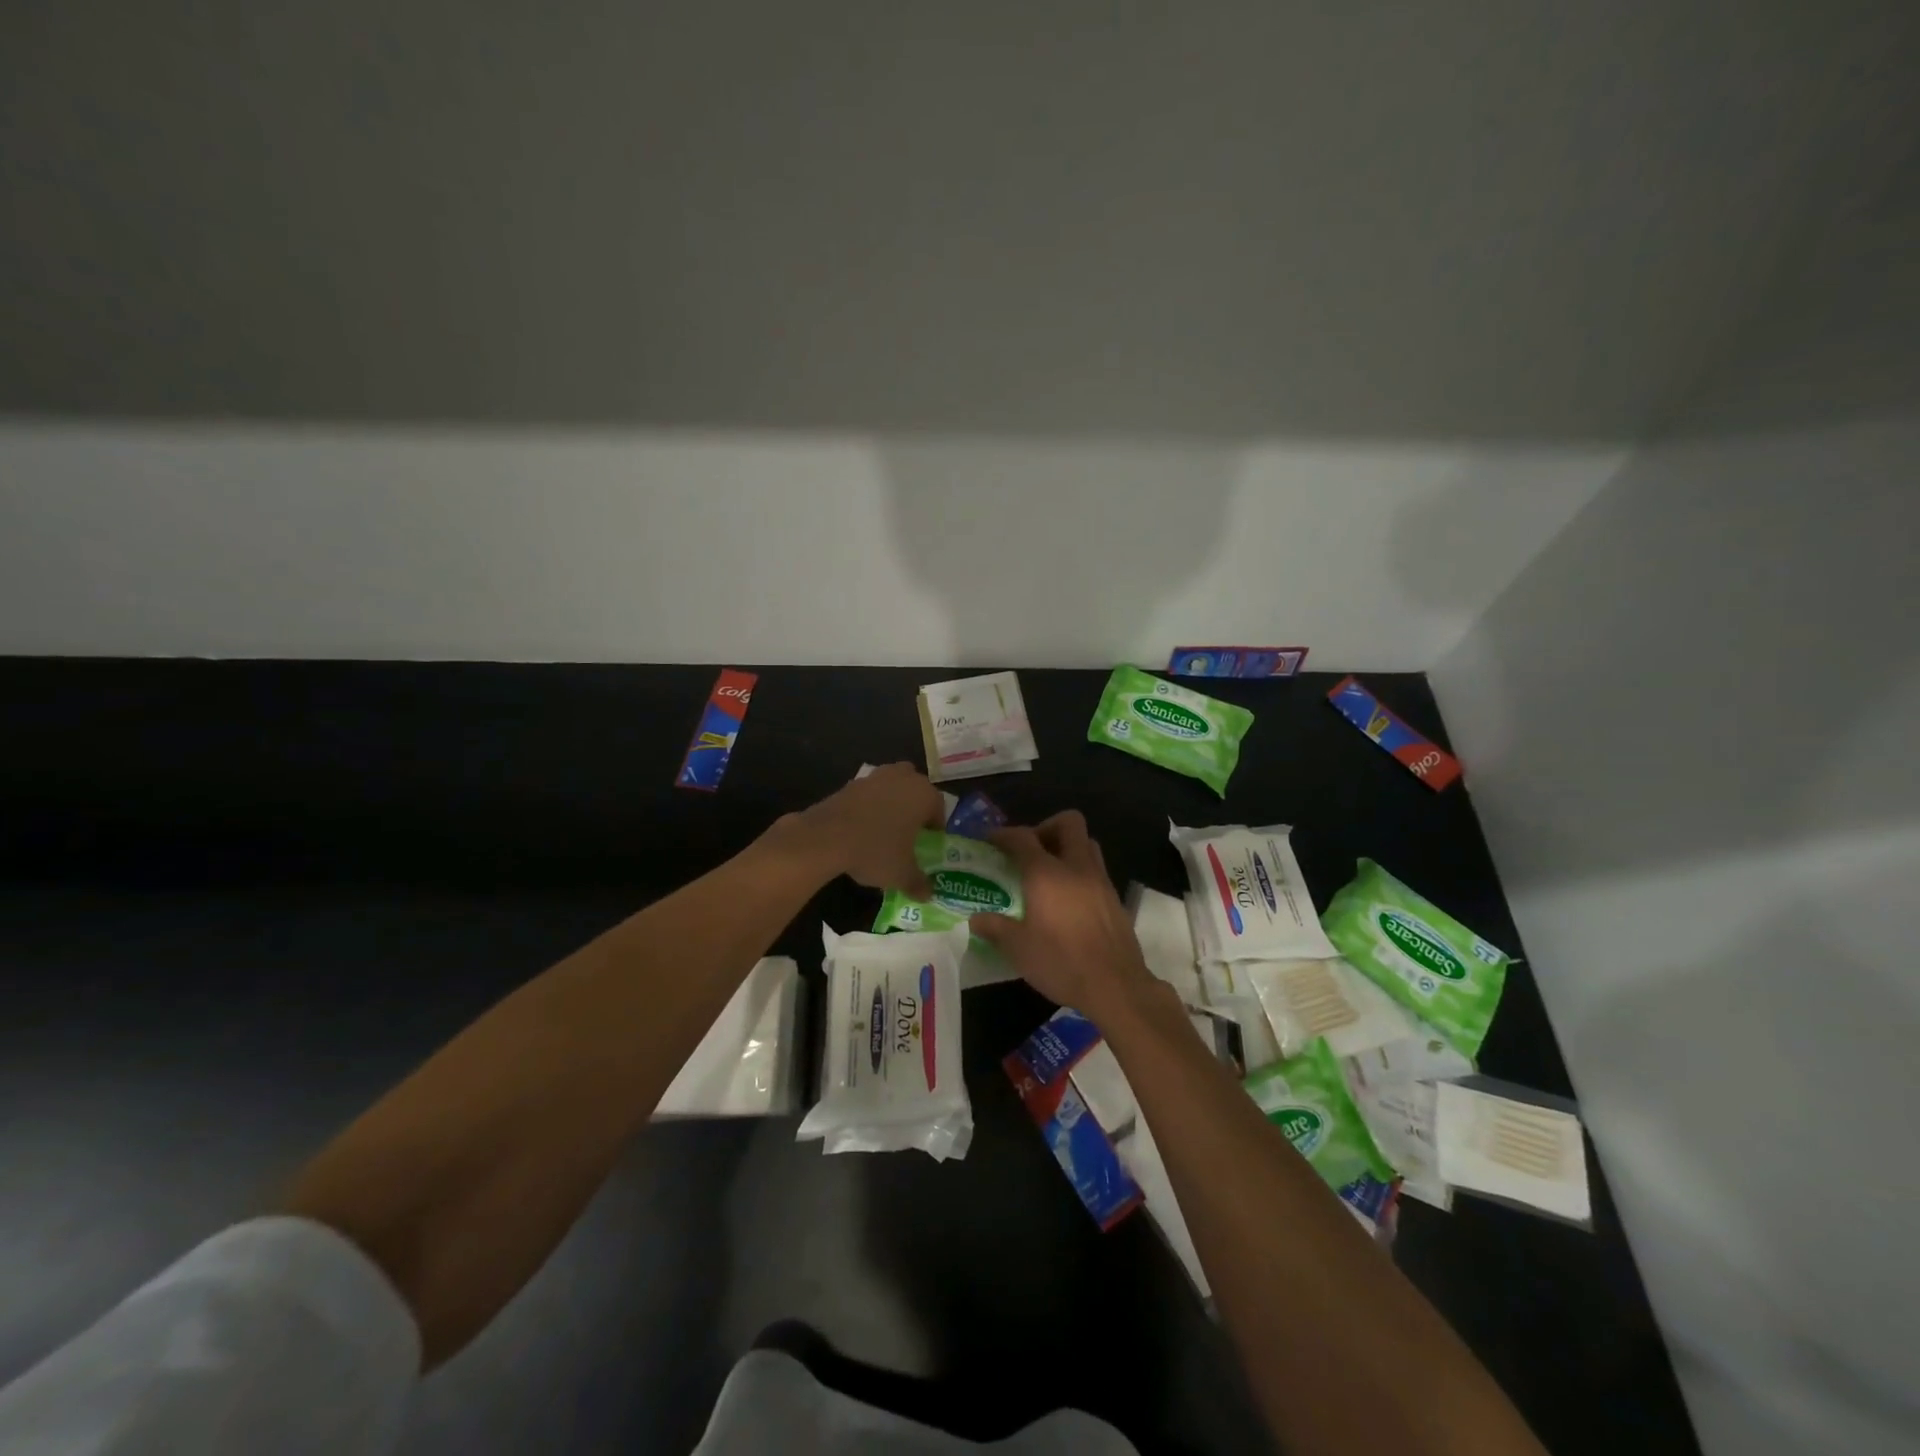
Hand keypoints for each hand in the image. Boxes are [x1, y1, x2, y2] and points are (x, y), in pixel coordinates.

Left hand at [791, 762, 945, 896]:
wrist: (826, 837)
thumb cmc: (876, 851)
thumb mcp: (901, 874)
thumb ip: (918, 883)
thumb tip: (927, 895)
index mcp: (924, 795)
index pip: (939, 807)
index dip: (936, 826)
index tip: (929, 842)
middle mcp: (903, 778)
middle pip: (916, 789)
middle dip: (915, 807)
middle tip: (910, 831)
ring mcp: (875, 777)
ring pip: (892, 786)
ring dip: (892, 802)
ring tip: (886, 828)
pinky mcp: (851, 783)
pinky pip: (869, 793)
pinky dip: (870, 805)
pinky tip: (862, 827)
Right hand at [969, 811, 1155, 1022]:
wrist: (1116, 986)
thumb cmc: (1061, 963)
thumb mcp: (1019, 949)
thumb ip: (995, 928)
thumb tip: (976, 919)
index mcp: (1047, 874)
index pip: (1023, 837)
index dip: (1003, 834)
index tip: (989, 840)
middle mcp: (1076, 867)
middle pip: (1067, 823)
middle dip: (1045, 827)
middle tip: (1028, 851)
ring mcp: (1100, 880)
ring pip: (1086, 843)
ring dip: (1066, 847)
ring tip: (1048, 872)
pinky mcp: (1114, 898)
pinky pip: (1095, 869)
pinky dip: (1079, 872)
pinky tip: (1067, 900)